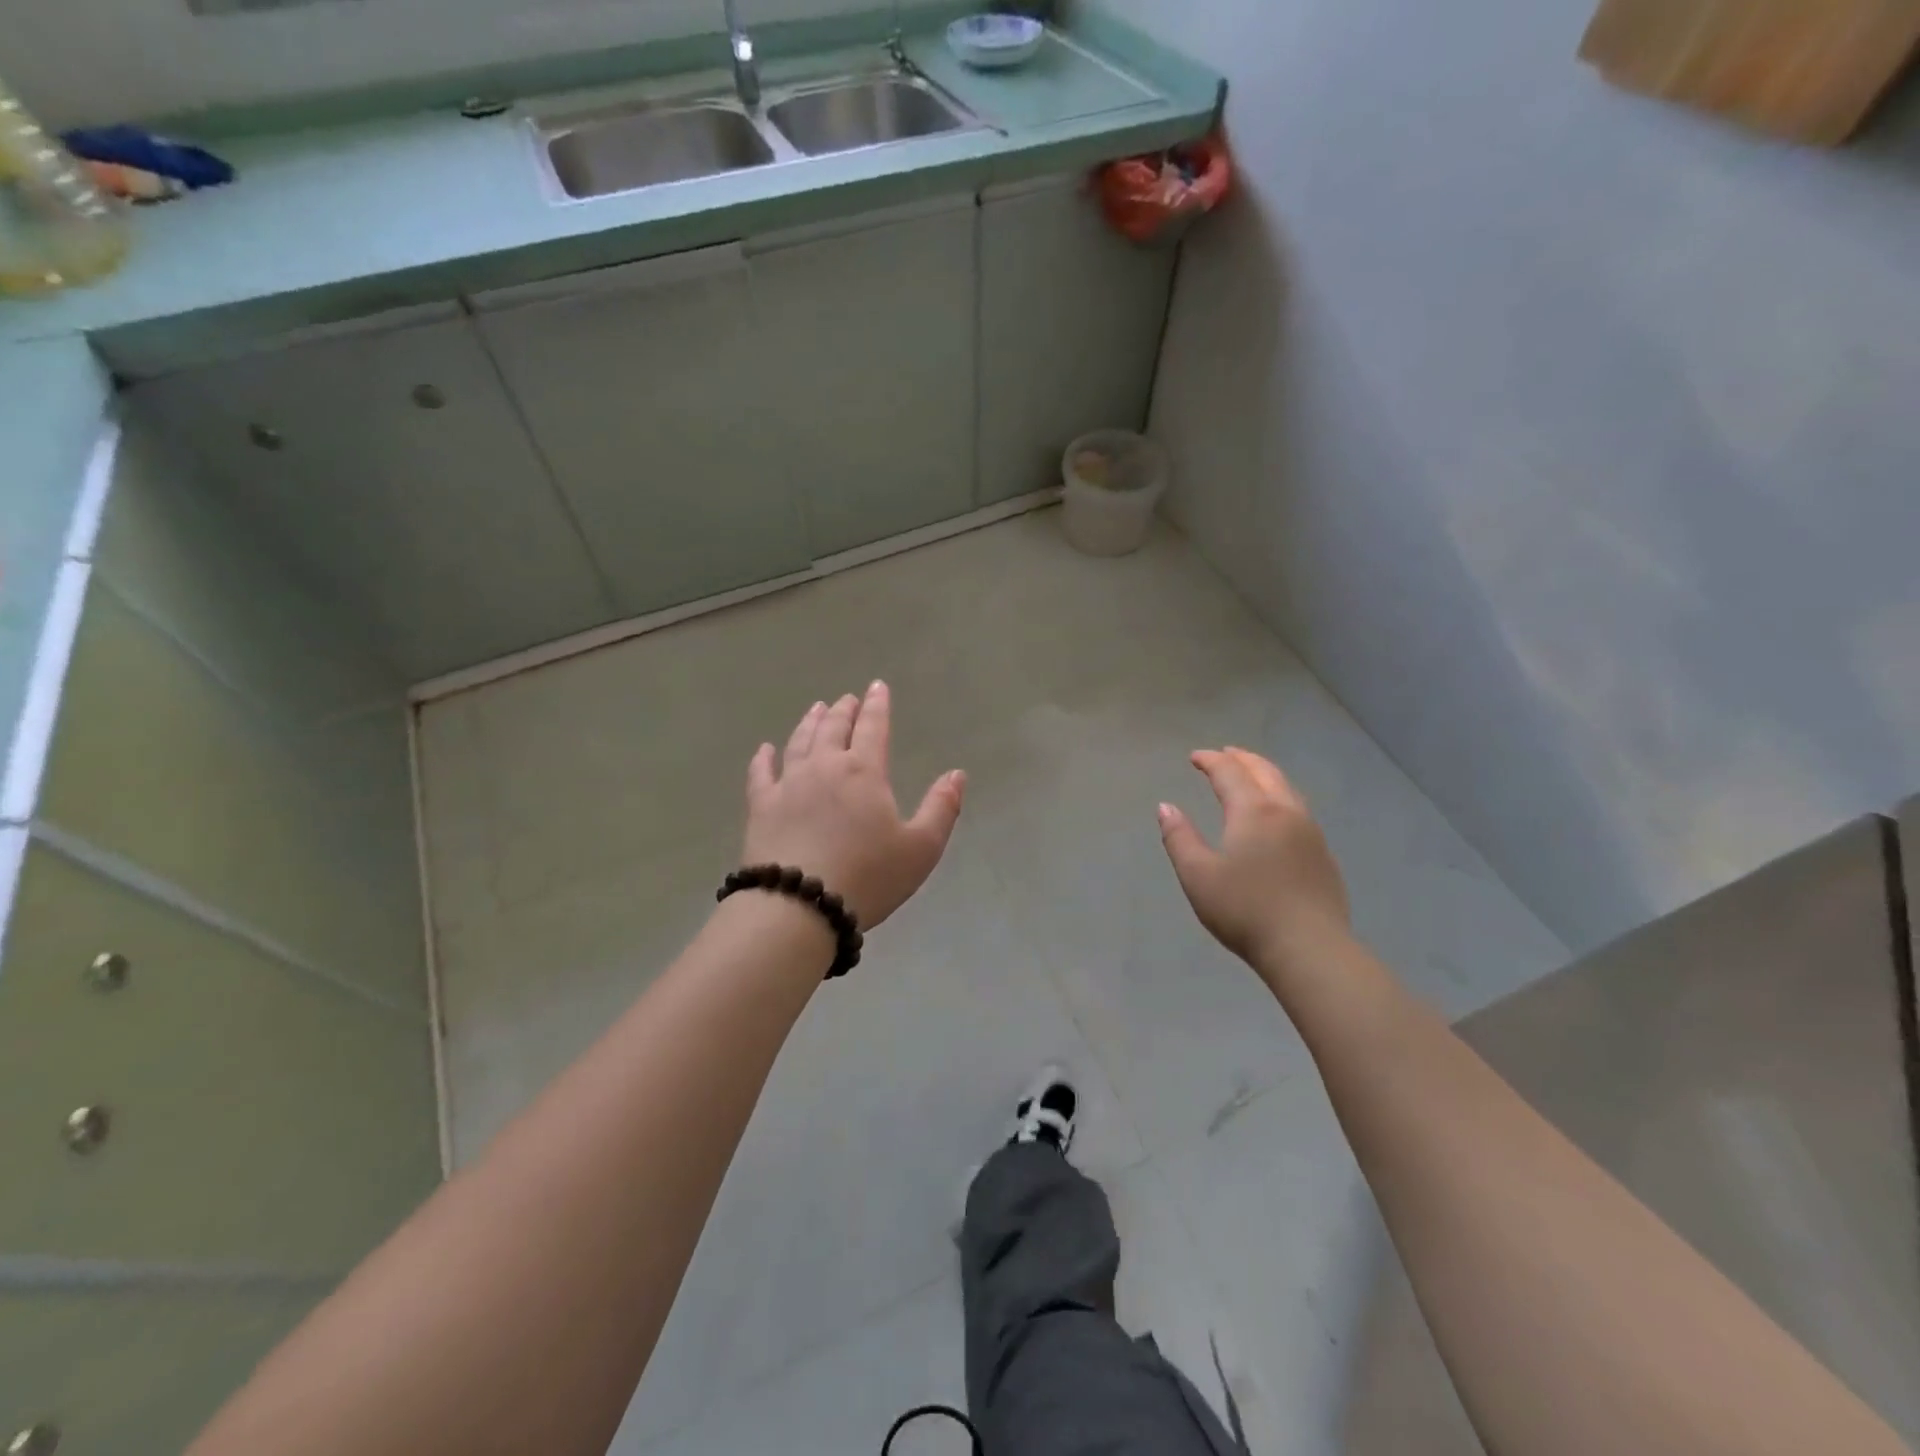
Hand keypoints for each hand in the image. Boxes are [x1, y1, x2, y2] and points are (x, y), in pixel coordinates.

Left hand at [743, 682, 965, 928]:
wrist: (800, 906)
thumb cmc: (869, 877)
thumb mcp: (921, 848)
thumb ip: (941, 808)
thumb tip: (957, 774)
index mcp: (864, 772)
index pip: (873, 727)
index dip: (878, 705)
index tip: (877, 686)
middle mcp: (824, 767)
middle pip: (834, 728)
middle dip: (843, 710)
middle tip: (847, 699)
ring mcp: (788, 785)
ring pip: (799, 742)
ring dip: (809, 723)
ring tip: (816, 709)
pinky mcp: (761, 807)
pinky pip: (760, 773)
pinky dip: (763, 758)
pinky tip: (765, 750)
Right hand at [1157, 747, 1351, 975]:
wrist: (1309, 948)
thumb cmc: (1244, 910)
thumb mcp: (1197, 875)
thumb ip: (1179, 837)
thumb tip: (1166, 807)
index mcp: (1253, 811)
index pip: (1229, 773)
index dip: (1210, 761)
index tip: (1194, 757)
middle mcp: (1285, 812)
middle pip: (1264, 772)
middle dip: (1242, 759)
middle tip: (1224, 754)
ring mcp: (1310, 833)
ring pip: (1287, 789)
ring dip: (1265, 774)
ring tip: (1251, 774)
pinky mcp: (1323, 856)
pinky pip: (1299, 810)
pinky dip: (1281, 796)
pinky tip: (1277, 815)